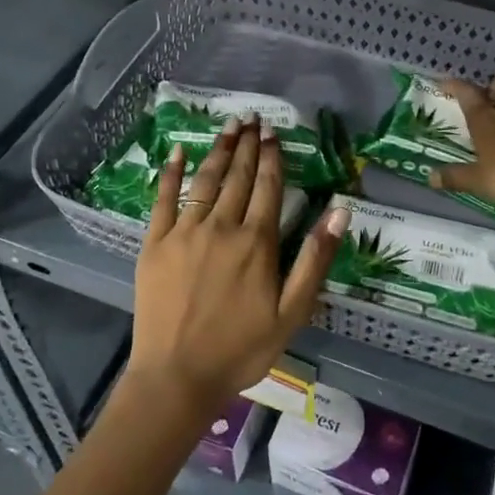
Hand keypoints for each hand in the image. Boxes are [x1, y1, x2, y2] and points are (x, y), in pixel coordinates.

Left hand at [131, 121, 348, 413]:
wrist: (177, 377)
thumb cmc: (241, 348)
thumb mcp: (292, 312)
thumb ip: (315, 259)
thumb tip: (340, 212)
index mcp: (256, 242)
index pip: (267, 187)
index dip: (272, 157)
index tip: (273, 132)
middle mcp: (222, 227)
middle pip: (238, 176)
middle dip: (247, 145)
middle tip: (252, 117)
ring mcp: (185, 232)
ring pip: (206, 181)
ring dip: (218, 150)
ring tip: (228, 125)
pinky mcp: (155, 244)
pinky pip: (163, 200)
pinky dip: (170, 173)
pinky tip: (177, 151)